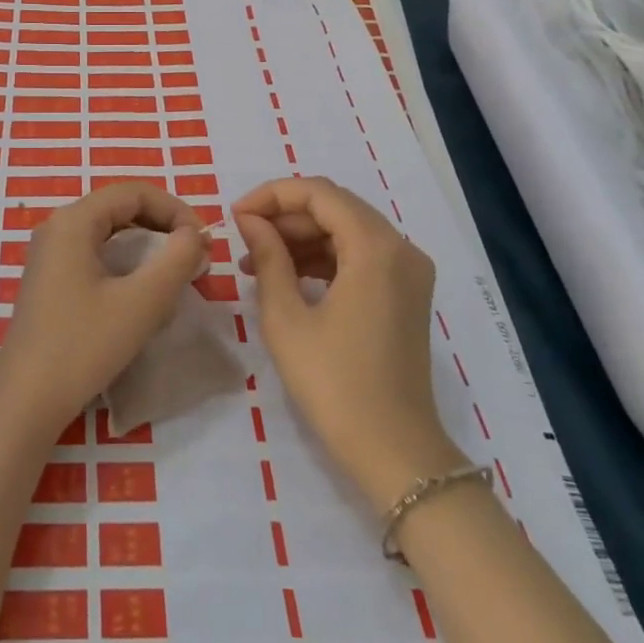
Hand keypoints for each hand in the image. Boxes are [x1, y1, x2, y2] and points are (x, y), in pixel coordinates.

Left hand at [0, 182, 205, 438]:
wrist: (27, 398)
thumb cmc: (83, 345)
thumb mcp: (142, 302)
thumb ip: (177, 260)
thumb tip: (195, 236)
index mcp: (74, 221)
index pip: (134, 192)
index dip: (176, 209)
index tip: (204, 243)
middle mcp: (57, 227)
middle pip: (121, 208)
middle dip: (164, 226)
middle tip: (196, 258)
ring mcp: (49, 254)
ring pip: (109, 233)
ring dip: (148, 246)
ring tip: (177, 274)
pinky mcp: (50, 280)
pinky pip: (96, 255)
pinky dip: (127, 263)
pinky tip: (144, 293)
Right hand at [233, 177, 464, 506]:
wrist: (393, 450)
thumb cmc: (333, 383)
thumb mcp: (286, 317)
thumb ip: (267, 257)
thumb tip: (250, 221)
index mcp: (376, 248)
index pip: (319, 193)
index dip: (271, 195)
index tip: (235, 216)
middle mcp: (401, 248)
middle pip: (335, 207)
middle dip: (284, 215)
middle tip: (242, 237)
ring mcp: (408, 272)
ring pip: (347, 229)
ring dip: (301, 237)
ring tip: (255, 261)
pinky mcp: (405, 293)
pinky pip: (360, 255)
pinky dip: (322, 257)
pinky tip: (287, 276)